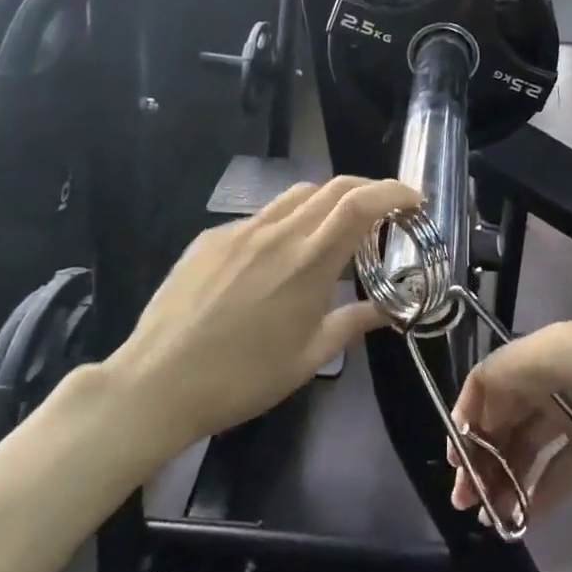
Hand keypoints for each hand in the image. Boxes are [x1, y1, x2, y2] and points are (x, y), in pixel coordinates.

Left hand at [109, 175, 419, 448]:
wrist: (156, 384)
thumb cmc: (243, 378)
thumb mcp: (308, 357)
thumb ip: (353, 323)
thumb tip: (388, 311)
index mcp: (310, 261)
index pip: (362, 204)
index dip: (394, 192)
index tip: (414, 200)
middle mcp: (279, 232)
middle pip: (335, 187)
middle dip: (368, 190)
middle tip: (383, 213)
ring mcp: (242, 230)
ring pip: (297, 195)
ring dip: (327, 201)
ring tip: (332, 231)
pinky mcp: (212, 237)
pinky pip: (260, 217)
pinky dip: (285, 223)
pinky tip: (275, 258)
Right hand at [448, 322, 571, 522]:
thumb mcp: (559, 354)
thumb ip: (508, 371)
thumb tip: (473, 402)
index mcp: (538, 356)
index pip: (488, 384)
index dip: (467, 417)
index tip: (456, 460)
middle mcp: (550, 384)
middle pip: (504, 421)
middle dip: (482, 457)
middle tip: (466, 502)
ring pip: (529, 450)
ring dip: (507, 480)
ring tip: (492, 519)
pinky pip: (560, 473)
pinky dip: (540, 494)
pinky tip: (524, 520)